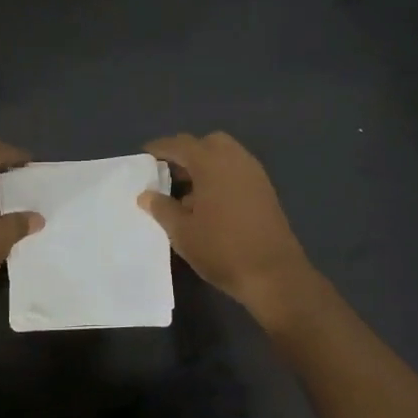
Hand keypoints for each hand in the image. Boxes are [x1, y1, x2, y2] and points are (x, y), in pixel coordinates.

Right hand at [138, 132, 317, 325]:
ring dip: (205, 165)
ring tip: (187, 193)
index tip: (144, 156)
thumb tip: (146, 194)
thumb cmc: (221, 249)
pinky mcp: (265, 190)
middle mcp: (235, 159)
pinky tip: (210, 203)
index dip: (160, 148)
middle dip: (187, 153)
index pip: (180, 144)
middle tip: (169, 174)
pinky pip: (237, 170)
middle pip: (206, 143)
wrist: (273, 273)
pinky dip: (221, 176)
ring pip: (225, 156)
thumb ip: (162, 208)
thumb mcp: (182, 232)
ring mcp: (254, 173)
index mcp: (211, 163)